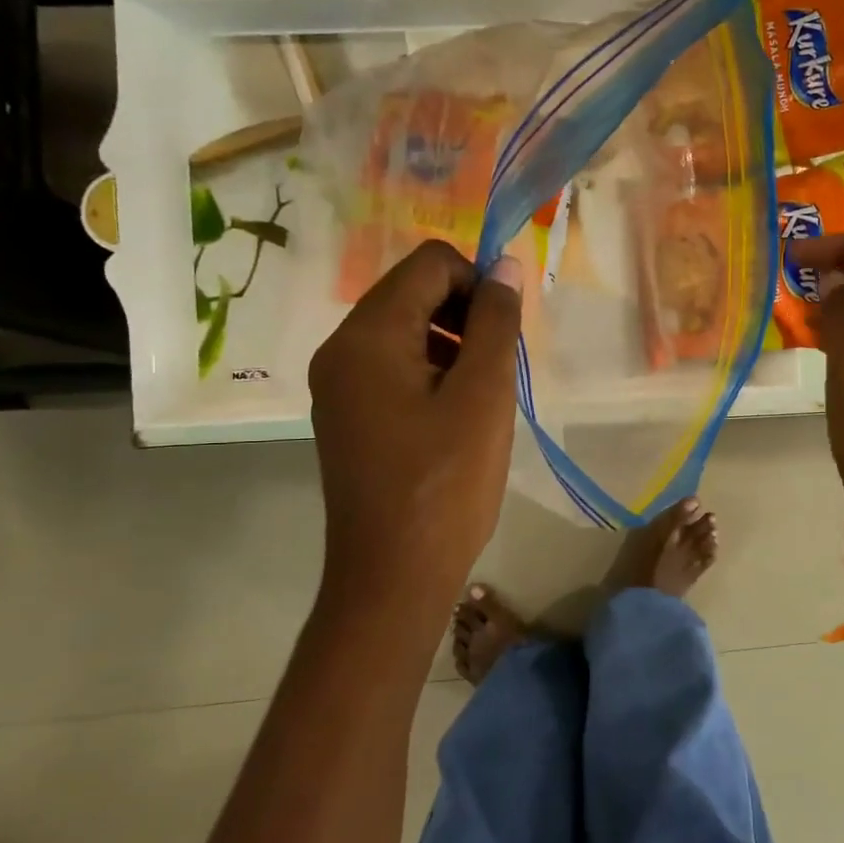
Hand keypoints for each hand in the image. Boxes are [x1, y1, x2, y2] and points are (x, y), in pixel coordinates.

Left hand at [309, 240, 523, 618]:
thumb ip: (495, 322)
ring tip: (480, 396)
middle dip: (465, 314)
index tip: (505, 334)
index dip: (478, 283)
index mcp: (367, 336)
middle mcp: (340, 349)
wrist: (393, 577)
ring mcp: (338, 385)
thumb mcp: (483, 396)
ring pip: (404, 330)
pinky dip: (430, 372)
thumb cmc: (445, 485)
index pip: (430, 264)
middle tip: (497, 368)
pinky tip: (455, 417)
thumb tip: (503, 265)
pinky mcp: (347, 415)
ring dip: (451, 344)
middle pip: (412, 292)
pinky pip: (392, 367)